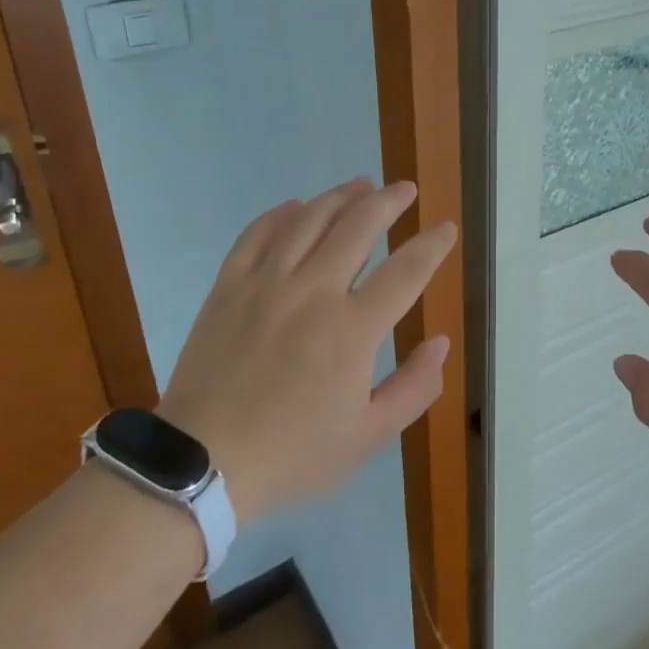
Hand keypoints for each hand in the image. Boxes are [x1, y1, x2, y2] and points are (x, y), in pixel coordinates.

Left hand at [157, 177, 455, 523]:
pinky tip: (296, 206)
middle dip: (389, 201)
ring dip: (340, 196)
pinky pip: (257, 234)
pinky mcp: (229, 286)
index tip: (446, 229)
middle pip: (358, 227)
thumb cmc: (292, 454)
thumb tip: (440, 343)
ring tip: (361, 185)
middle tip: (404, 190)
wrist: (202, 463)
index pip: (405, 271)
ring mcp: (266, 284)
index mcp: (352, 329)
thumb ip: (413, 388)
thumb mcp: (367, 437)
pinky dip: (280, 214)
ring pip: (309, 220)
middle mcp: (313, 292)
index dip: (432, 245)